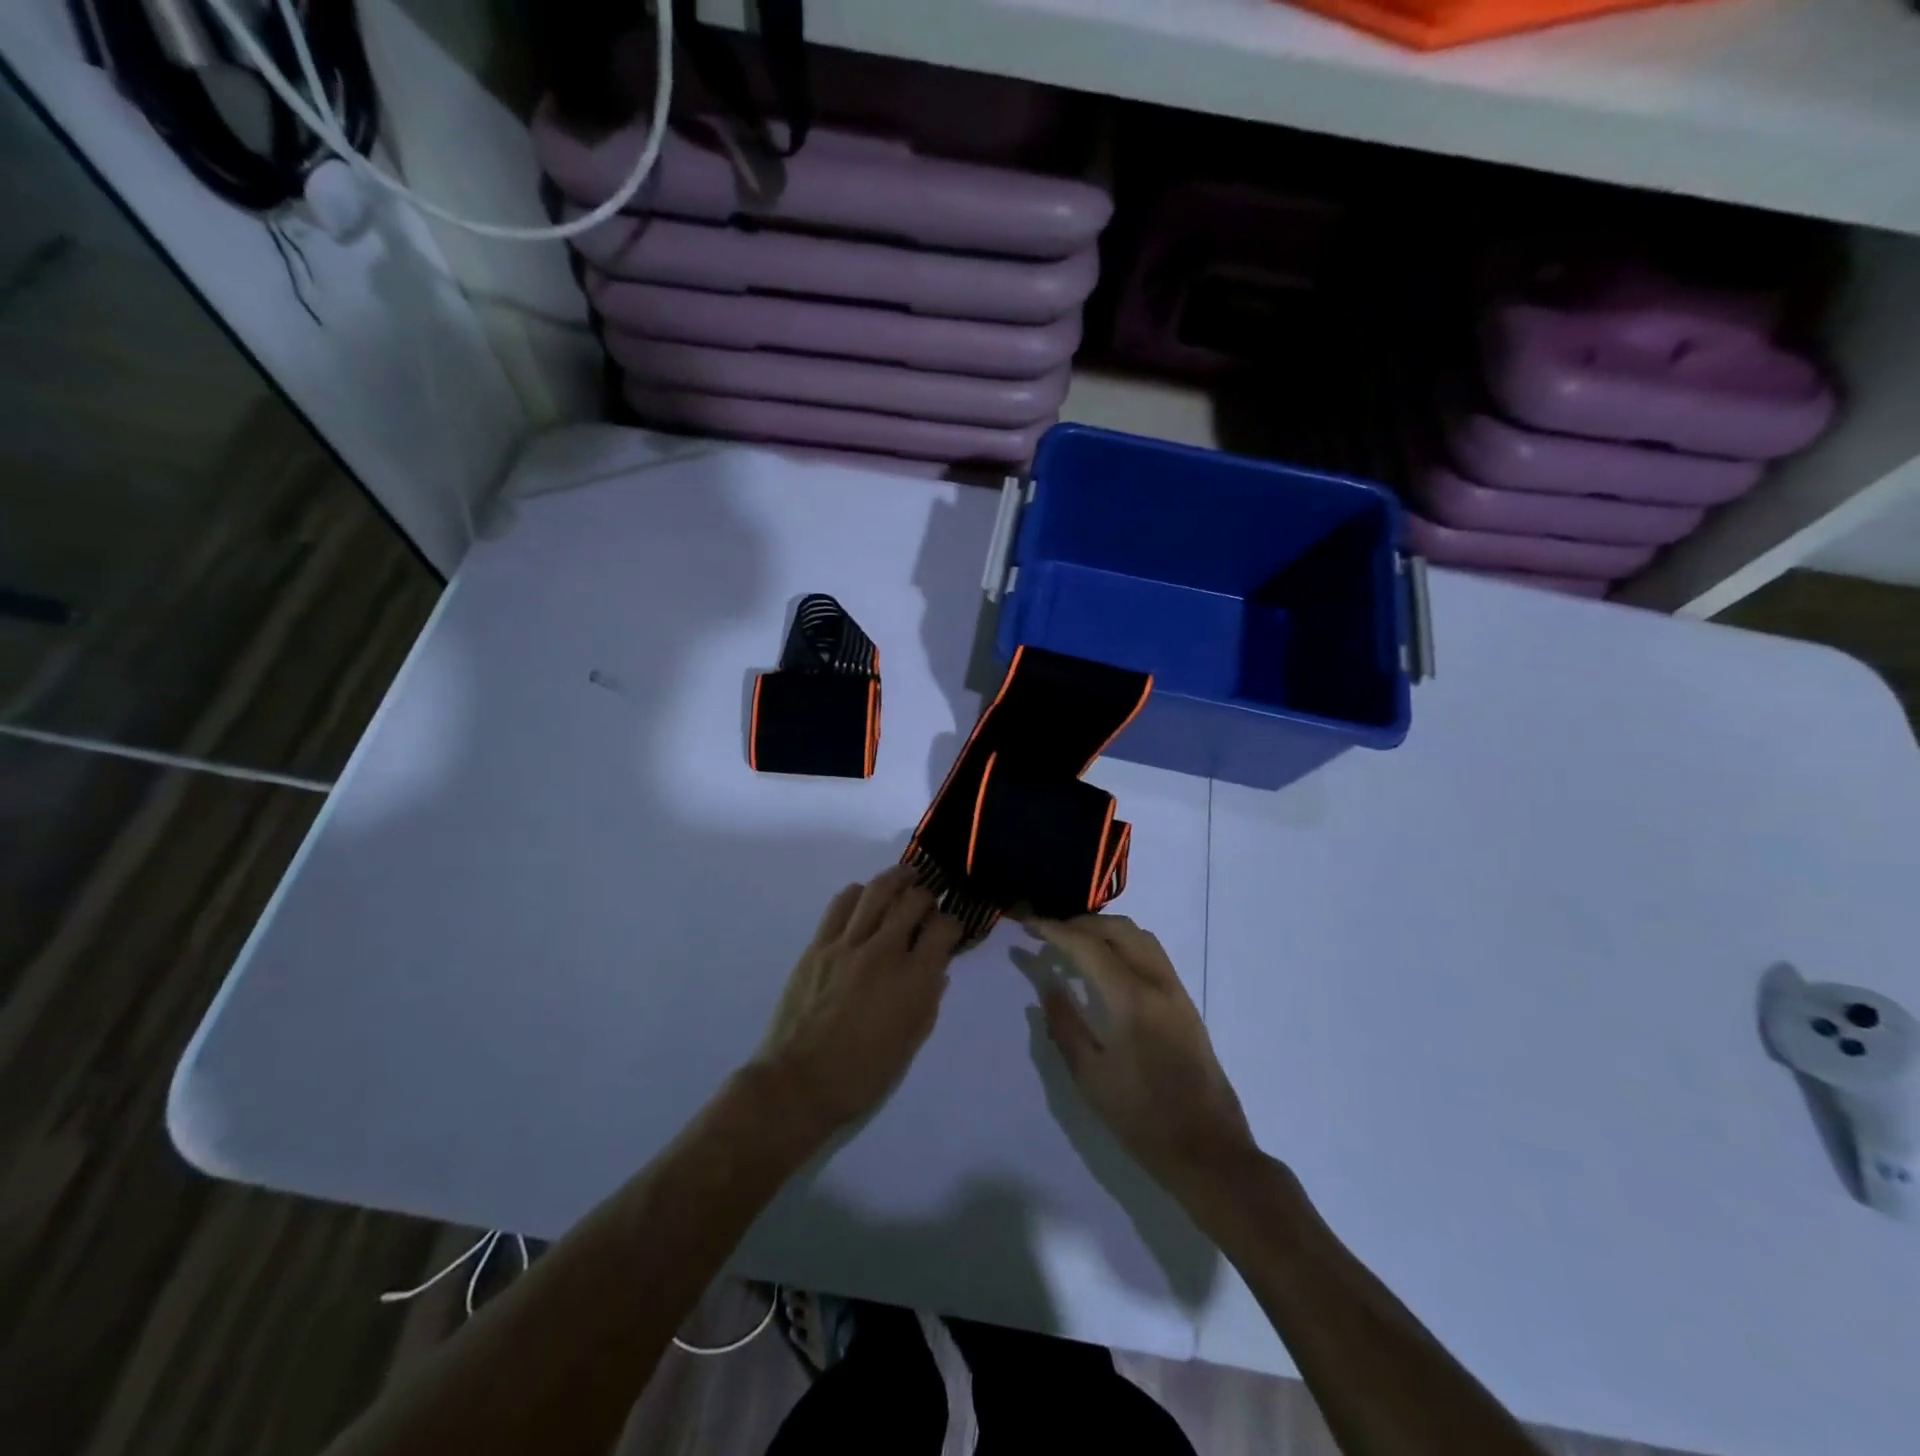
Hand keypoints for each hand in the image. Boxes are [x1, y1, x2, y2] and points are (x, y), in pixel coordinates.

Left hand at [753, 866, 962, 1145]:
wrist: (799, 1083)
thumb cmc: (862, 1074)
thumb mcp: (911, 1044)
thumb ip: (928, 1001)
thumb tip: (937, 970)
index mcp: (913, 981)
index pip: (943, 930)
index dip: (953, 923)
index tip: (951, 928)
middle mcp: (884, 952)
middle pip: (912, 901)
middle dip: (927, 896)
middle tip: (928, 901)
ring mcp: (847, 945)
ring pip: (877, 891)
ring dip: (896, 879)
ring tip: (904, 878)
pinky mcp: (818, 945)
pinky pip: (841, 904)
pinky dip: (859, 893)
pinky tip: (865, 898)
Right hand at [1029, 914, 1255, 1192]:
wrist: (1208, 1151)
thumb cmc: (1141, 1118)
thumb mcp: (1090, 1076)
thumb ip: (1065, 1023)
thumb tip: (1048, 983)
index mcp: (1130, 998)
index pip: (1087, 946)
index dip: (1054, 930)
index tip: (1028, 925)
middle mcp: (1157, 982)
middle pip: (1118, 929)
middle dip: (1079, 923)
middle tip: (1048, 933)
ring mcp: (1176, 991)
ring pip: (1140, 936)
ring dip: (1105, 929)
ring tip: (1075, 942)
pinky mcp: (1185, 1003)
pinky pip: (1152, 954)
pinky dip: (1124, 944)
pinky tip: (1106, 964)